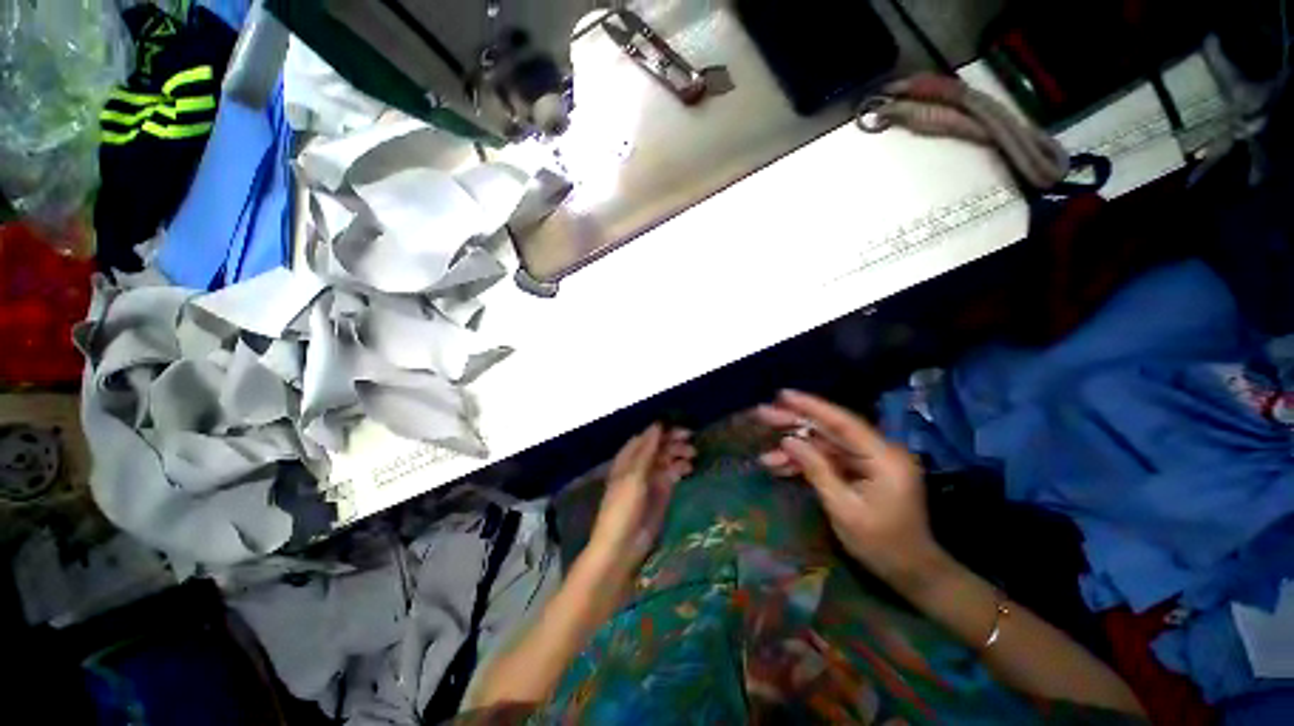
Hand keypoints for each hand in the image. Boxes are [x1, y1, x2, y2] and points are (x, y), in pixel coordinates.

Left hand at [589, 424, 695, 568]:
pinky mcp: (660, 493)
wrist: (622, 545)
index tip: (679, 428)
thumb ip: (647, 450)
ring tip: (693, 454)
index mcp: (628, 458)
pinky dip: (680, 469)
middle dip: (673, 441)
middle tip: (691, 438)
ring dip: (679, 454)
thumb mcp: (634, 475)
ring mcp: (650, 479)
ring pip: (666, 459)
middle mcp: (639, 465)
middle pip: (658, 447)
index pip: (646, 437)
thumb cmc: (623, 506)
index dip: (661, 431)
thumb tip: (658, 424)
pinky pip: (671, 475)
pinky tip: (689, 469)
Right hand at [756, 390, 942, 585]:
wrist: (912, 572)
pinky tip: (780, 467)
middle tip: (763, 415)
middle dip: (794, 424)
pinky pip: (829, 460)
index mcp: (884, 457)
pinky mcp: (862, 471)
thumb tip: (788, 441)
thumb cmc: (882, 545)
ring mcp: (869, 461)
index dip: (811, 406)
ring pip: (824, 445)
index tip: (782, 395)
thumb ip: (816, 470)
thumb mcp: (844, 508)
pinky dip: (805, 463)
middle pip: (830, 429)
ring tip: (765, 456)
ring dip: (795, 450)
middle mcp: (878, 451)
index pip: (842, 422)